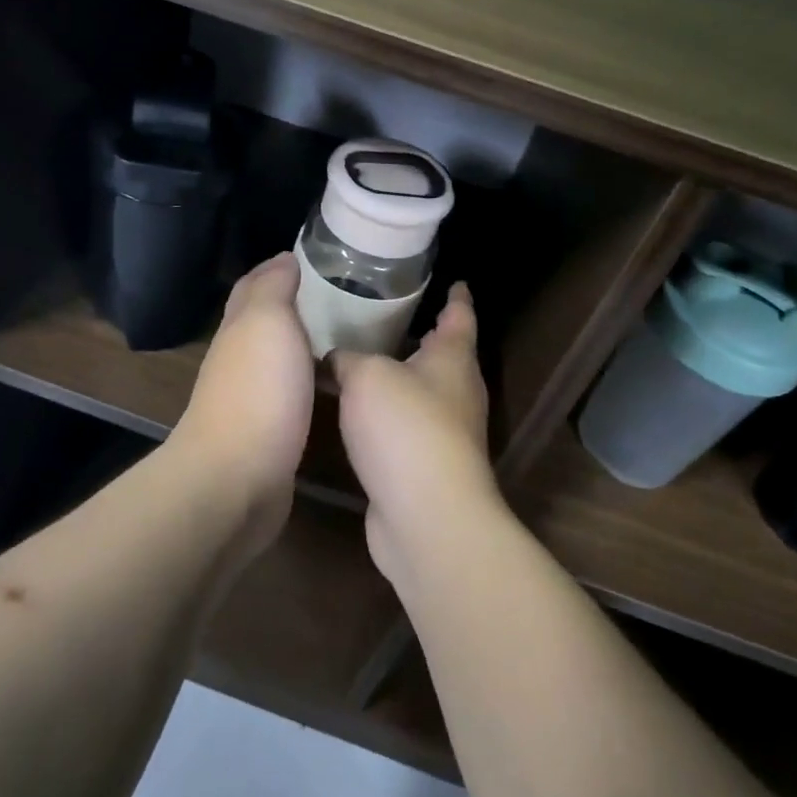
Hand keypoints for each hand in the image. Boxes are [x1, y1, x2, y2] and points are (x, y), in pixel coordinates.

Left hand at [172, 253, 315, 555]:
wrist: (236, 478)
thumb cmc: (258, 391)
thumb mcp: (267, 322)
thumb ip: (273, 288)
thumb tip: (283, 259)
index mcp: (239, 328)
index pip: (254, 286)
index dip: (277, 269)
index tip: (315, 259)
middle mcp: (239, 359)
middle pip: (263, 322)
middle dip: (294, 305)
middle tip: (340, 296)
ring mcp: (251, 399)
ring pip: (278, 359)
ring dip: (303, 345)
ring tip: (346, 335)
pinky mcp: (267, 435)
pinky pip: (290, 395)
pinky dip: (308, 381)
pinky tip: (331, 385)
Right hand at [332, 283, 503, 587]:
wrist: (426, 514)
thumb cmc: (404, 427)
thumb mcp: (367, 376)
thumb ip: (348, 358)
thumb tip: (336, 359)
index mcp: (453, 359)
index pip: (459, 315)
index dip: (456, 297)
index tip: (456, 281)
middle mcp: (457, 392)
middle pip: (443, 355)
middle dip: (420, 336)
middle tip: (386, 316)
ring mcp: (446, 433)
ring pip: (422, 392)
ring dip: (398, 378)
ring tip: (361, 359)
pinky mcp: (427, 466)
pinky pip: (405, 427)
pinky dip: (385, 415)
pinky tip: (356, 413)